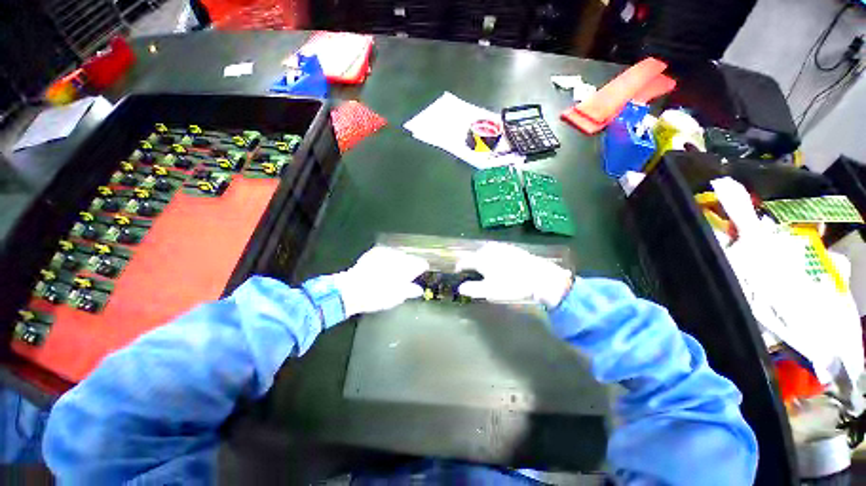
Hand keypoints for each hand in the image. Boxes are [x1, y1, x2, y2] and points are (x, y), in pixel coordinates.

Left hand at [332, 246, 429, 316]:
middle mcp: (399, 256)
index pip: (421, 263)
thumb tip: (418, 290)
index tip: (421, 273)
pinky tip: (383, 266)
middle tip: (406, 275)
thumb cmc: (378, 295)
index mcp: (408, 266)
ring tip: (393, 271)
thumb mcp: (398, 297)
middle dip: (409, 265)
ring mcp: (386, 252)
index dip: (421, 269)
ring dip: (398, 261)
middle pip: (409, 258)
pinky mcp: (375, 252)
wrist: (352, 289)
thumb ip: (411, 290)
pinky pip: (386, 253)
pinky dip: (387, 259)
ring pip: (398, 254)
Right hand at [456, 242, 572, 307]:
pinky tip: (500, 262)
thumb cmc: (512, 285)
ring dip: (482, 257)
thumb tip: (460, 288)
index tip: (458, 273)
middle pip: (475, 254)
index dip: (460, 267)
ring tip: (485, 266)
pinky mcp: (512, 248)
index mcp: (481, 259)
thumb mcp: (490, 291)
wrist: (539, 277)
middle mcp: (489, 250)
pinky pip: (497, 250)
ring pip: (486, 250)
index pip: (465, 261)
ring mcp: (502, 247)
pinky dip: (494, 255)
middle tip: (473, 272)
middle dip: (472, 262)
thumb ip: (473, 289)